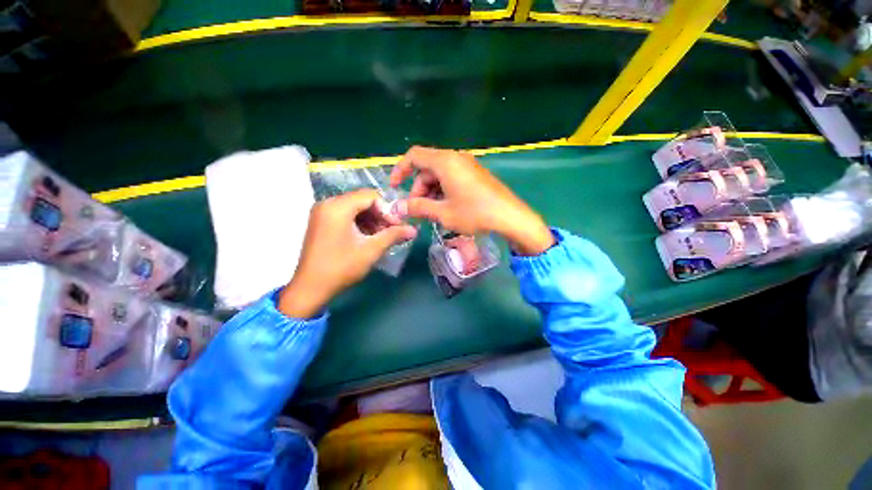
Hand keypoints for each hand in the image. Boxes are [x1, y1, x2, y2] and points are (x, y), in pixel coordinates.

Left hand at [278, 189, 416, 317]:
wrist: (310, 288)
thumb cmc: (341, 267)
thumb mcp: (371, 250)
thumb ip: (393, 235)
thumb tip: (414, 229)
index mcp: (337, 207)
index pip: (370, 196)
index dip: (387, 209)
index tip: (397, 226)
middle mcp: (327, 204)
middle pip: (362, 200)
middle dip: (380, 215)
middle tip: (392, 231)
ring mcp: (323, 212)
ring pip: (355, 208)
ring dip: (372, 220)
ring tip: (382, 236)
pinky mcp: (322, 222)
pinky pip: (346, 215)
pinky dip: (360, 223)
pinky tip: (369, 237)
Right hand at [390, 146, 553, 255]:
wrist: (510, 217)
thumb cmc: (474, 214)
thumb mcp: (443, 213)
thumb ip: (418, 207)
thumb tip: (398, 207)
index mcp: (445, 162)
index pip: (414, 156)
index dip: (400, 170)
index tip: (394, 187)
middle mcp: (455, 158)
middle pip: (427, 168)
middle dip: (418, 188)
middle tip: (417, 210)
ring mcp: (467, 166)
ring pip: (439, 175)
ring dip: (430, 192)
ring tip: (432, 213)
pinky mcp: (475, 174)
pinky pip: (452, 178)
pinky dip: (443, 191)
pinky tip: (445, 208)